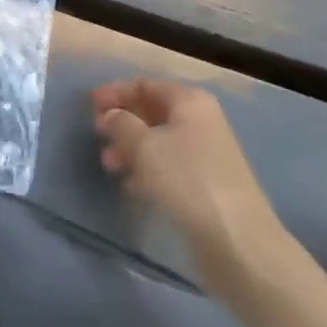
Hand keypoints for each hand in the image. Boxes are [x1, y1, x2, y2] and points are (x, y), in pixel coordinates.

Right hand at [92, 78, 293, 271]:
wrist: (237, 241)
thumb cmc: (187, 181)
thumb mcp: (145, 147)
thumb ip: (121, 124)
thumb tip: (111, 115)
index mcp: (189, 101)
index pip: (145, 85)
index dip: (115, 92)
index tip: (88, 106)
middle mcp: (201, 120)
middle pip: (152, 110)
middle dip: (122, 121)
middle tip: (97, 135)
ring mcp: (206, 153)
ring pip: (159, 140)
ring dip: (131, 147)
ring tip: (109, 164)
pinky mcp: (206, 184)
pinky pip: (169, 165)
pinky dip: (147, 169)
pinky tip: (131, 185)